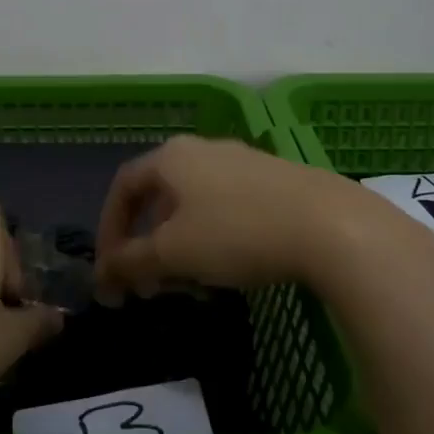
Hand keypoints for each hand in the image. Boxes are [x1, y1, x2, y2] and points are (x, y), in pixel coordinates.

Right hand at [94, 135, 413, 298]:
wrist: (329, 224)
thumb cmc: (236, 232)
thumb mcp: (173, 252)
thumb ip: (131, 262)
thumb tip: (103, 275)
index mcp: (171, 157)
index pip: (123, 187)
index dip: (109, 230)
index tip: (110, 271)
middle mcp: (203, 149)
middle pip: (159, 196)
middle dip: (145, 243)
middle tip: (147, 284)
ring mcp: (243, 161)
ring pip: (193, 204)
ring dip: (178, 244)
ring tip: (187, 282)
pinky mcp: (275, 179)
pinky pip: (226, 206)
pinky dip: (211, 236)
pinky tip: (228, 266)